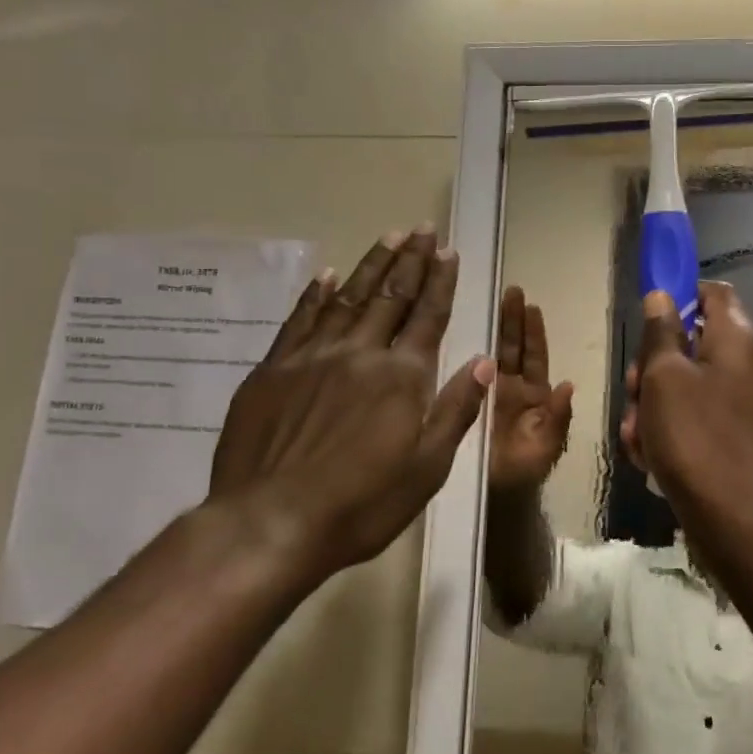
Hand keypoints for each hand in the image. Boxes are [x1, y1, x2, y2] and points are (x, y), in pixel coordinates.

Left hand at [206, 226, 493, 589]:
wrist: (268, 525)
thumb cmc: (360, 504)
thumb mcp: (427, 468)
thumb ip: (456, 410)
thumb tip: (484, 362)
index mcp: (402, 376)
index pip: (428, 315)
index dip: (440, 281)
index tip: (448, 251)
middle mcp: (360, 353)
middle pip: (392, 296)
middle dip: (410, 259)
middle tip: (422, 228)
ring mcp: (312, 358)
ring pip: (348, 298)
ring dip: (371, 265)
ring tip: (388, 236)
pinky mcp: (273, 371)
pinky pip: (299, 320)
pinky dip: (316, 295)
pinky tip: (327, 275)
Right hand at [488, 286, 573, 492]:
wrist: (492, 499)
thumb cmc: (524, 473)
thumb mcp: (547, 447)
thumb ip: (559, 418)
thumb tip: (567, 384)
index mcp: (536, 396)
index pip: (535, 356)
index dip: (534, 332)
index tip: (532, 305)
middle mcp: (513, 388)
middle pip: (514, 346)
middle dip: (514, 319)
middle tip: (512, 290)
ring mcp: (489, 393)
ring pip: (494, 352)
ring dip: (496, 326)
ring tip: (494, 298)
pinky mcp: (469, 400)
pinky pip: (471, 371)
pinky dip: (471, 349)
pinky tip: (465, 328)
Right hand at [630, 282, 752, 517]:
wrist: (737, 519)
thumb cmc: (695, 435)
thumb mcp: (664, 376)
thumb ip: (660, 331)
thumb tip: (662, 295)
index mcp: (737, 338)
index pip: (712, 293)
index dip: (679, 296)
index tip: (647, 320)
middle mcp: (747, 363)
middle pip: (692, 342)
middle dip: (653, 365)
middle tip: (634, 389)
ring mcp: (744, 402)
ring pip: (687, 384)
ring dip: (654, 404)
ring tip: (637, 434)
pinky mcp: (737, 435)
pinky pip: (697, 416)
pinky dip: (671, 429)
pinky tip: (649, 456)